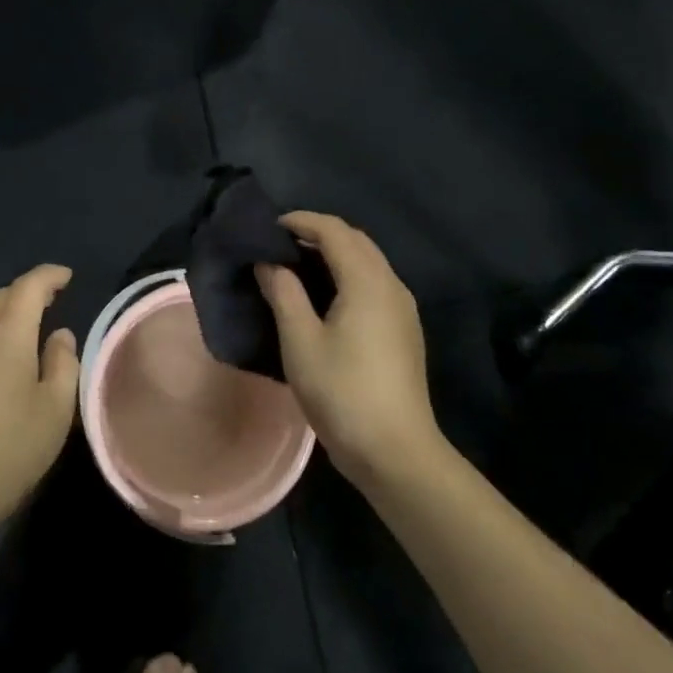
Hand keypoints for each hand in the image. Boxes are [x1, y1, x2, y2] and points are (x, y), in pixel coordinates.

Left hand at [0, 264, 80, 539]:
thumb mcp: (55, 410)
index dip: (50, 276)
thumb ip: (63, 364)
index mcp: (7, 334)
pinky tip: (3, 364)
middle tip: (53, 301)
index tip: (67, 276)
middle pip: (2, 297)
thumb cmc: (7, 450)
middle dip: (28, 292)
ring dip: (8, 315)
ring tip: (31, 332)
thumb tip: (59, 336)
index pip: (29, 286)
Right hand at [256, 212, 442, 491]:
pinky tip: (324, 297)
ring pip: (368, 261)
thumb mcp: (300, 341)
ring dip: (334, 253)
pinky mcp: (404, 330)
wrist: (396, 452)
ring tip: (296, 267)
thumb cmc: (342, 392)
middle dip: (318, 233)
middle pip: (355, 240)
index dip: (300, 221)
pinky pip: (374, 282)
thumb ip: (283, 293)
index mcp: (367, 281)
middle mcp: (391, 284)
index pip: (334, 230)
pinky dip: (347, 274)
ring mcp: (402, 308)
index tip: (268, 226)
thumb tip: (269, 262)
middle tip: (279, 244)